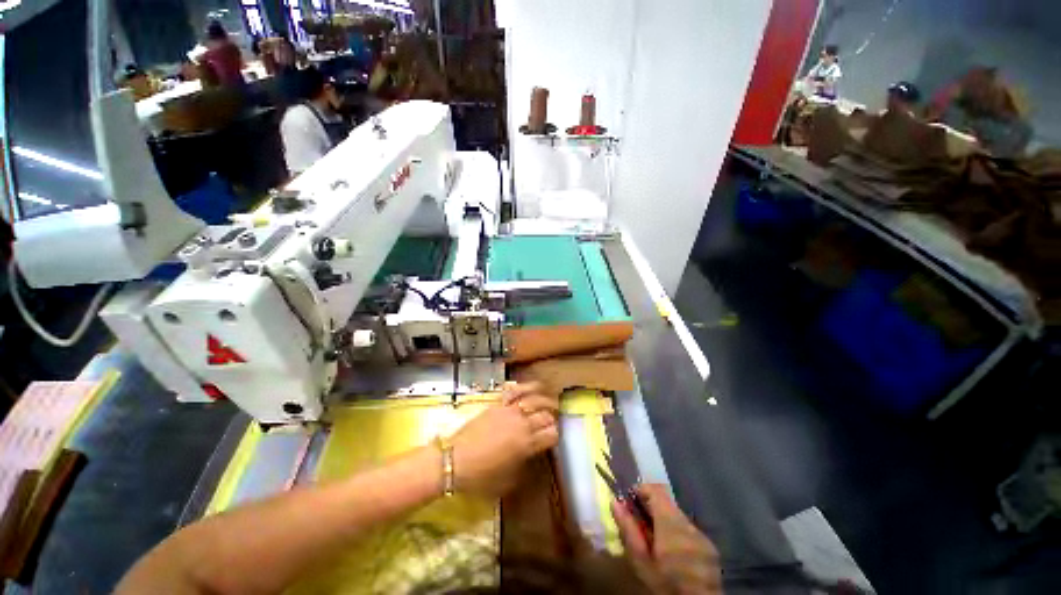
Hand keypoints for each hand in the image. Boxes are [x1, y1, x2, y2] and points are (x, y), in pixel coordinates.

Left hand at [449, 383, 559, 496]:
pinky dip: (523, 387)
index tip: (553, 438)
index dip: (555, 435)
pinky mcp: (497, 404)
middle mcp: (522, 424)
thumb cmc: (480, 476)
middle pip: (546, 415)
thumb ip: (523, 466)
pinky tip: (529, 387)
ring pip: (534, 398)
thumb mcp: (507, 481)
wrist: (454, 460)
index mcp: (527, 445)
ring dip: (545, 398)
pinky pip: (513, 391)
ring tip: (549, 399)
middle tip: (552, 420)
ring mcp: (510, 411)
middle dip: (552, 418)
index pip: (551, 434)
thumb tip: (530, 456)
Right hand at [612, 484, 720, 594]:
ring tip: (653, 541)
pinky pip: (689, 531)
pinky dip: (677, 534)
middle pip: (667, 503)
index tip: (629, 501)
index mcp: (671, 523)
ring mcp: (702, 536)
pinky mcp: (710, 549)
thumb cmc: (665, 585)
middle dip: (651, 509)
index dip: (641, 490)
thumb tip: (615, 502)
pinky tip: (671, 553)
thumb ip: (628, 529)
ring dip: (664, 522)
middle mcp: (689, 524)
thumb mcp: (640, 561)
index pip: (656, 489)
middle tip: (637, 524)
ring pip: (678, 517)